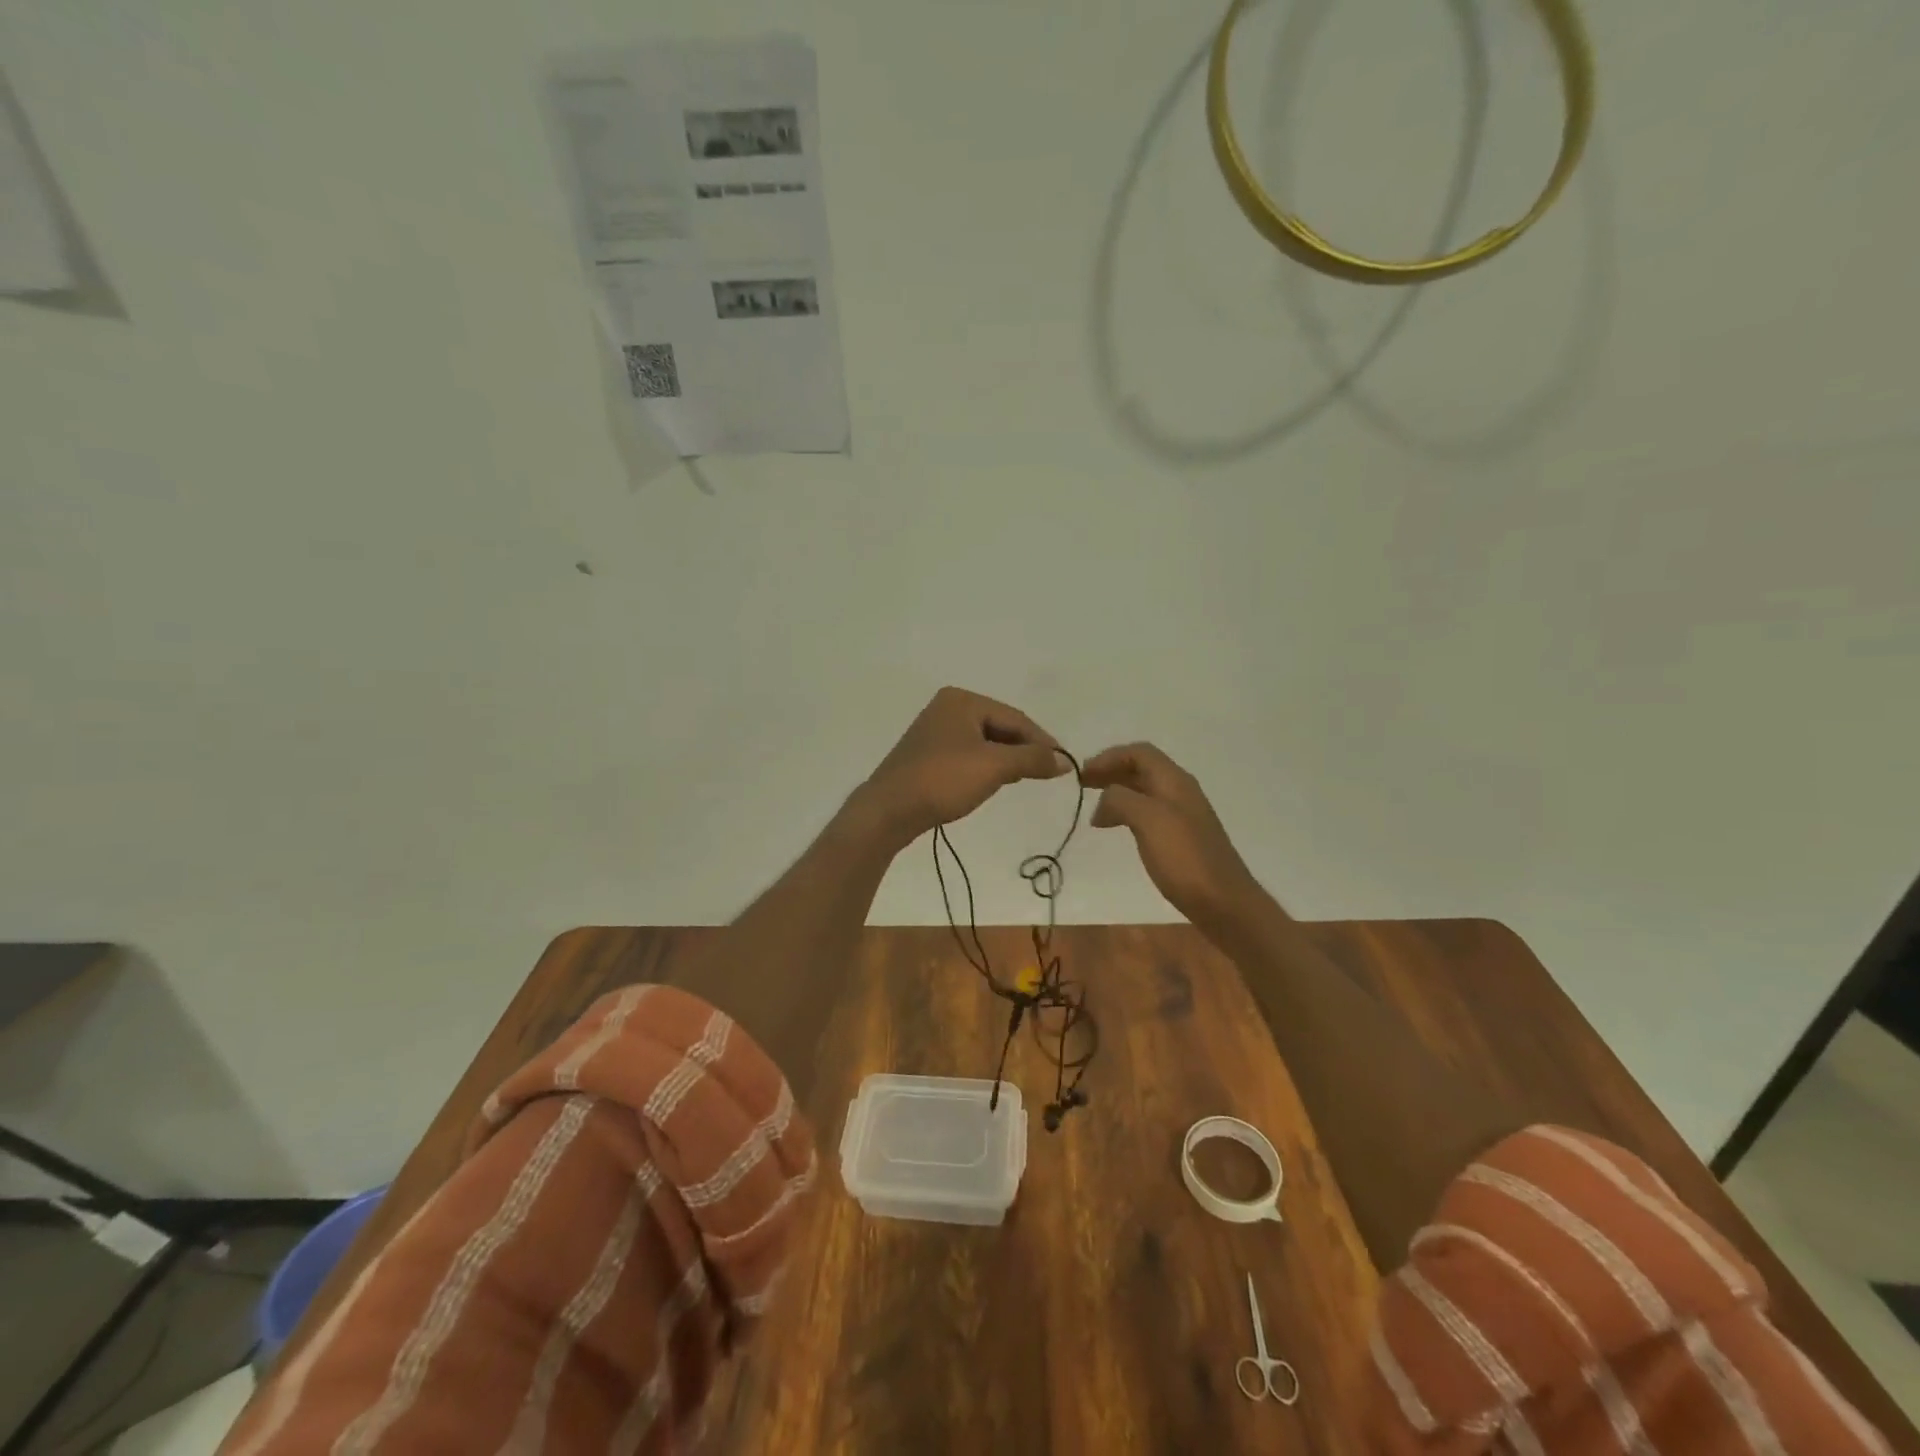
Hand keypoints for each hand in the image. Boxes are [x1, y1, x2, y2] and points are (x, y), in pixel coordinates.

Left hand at [862, 687, 1066, 842]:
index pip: (1015, 717)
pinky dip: (985, 766)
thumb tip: (1064, 761)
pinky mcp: (927, 755)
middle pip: (999, 727)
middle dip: (1023, 749)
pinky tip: (992, 783)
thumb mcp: (994, 767)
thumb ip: (1032, 759)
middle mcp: (947, 708)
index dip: (1042, 741)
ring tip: (1022, 779)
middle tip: (1045, 773)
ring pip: (984, 742)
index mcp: (962, 700)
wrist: (889, 810)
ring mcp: (934, 731)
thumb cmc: (943, 780)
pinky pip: (968, 755)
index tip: (1064, 765)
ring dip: (1005, 760)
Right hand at [1082, 742, 1266, 927]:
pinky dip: (1127, 813)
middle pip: (1141, 769)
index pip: (1139, 753)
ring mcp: (1182, 815)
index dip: (1108, 757)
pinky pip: (1149, 813)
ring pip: (1144, 791)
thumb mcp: (1148, 820)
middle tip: (1082, 786)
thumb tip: (1104, 801)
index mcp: (1174, 781)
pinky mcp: (1181, 838)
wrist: (1223, 902)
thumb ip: (1121, 800)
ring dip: (1117, 793)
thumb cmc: (1185, 858)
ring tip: (1094, 809)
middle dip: (1111, 772)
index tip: (1082, 775)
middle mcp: (1180, 791)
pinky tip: (1116, 829)